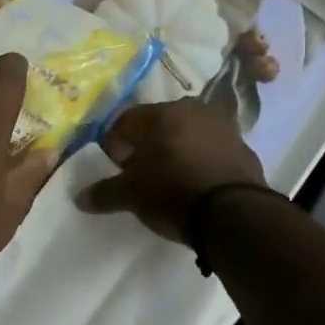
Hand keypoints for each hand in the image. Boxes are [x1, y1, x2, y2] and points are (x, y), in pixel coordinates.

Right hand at [76, 100, 265, 241]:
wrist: (234, 214)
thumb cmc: (172, 192)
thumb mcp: (130, 195)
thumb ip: (104, 193)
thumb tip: (80, 197)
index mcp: (162, 112)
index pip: (126, 121)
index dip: (115, 144)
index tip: (114, 166)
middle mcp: (194, 110)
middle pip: (159, 124)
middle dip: (147, 145)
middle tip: (139, 172)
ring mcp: (224, 128)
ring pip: (188, 135)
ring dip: (176, 151)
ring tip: (169, 179)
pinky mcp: (245, 149)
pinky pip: (211, 151)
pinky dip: (200, 162)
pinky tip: (195, 184)